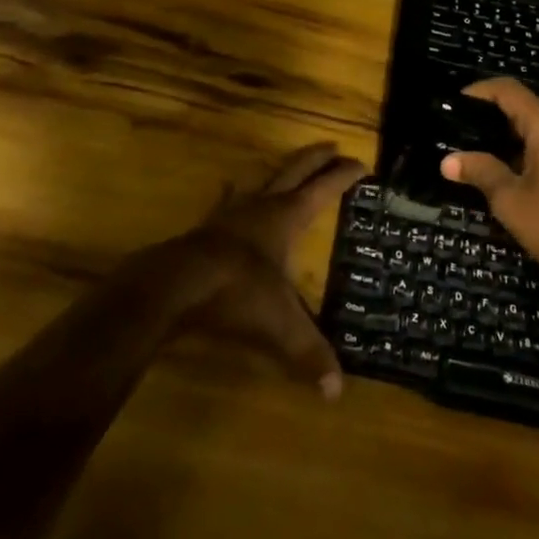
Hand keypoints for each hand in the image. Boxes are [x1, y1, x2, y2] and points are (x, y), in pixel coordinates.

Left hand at [151, 143, 363, 397]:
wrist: (175, 285)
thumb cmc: (237, 293)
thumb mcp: (280, 325)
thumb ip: (309, 353)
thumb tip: (337, 392)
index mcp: (287, 217)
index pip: (324, 188)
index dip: (344, 175)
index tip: (363, 164)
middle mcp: (262, 206)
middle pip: (295, 170)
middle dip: (316, 158)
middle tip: (333, 147)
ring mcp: (232, 213)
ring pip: (262, 180)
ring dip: (280, 171)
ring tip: (288, 166)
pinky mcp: (207, 227)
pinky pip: (227, 201)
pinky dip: (234, 193)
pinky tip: (230, 189)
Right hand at [441, 80, 538, 296]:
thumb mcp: (509, 199)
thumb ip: (479, 171)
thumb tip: (447, 161)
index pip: (508, 90)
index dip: (479, 91)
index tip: (455, 101)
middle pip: (524, 105)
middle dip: (491, 116)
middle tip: (460, 131)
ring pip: (538, 125)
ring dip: (510, 135)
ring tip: (478, 150)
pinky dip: (528, 147)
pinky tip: (508, 168)